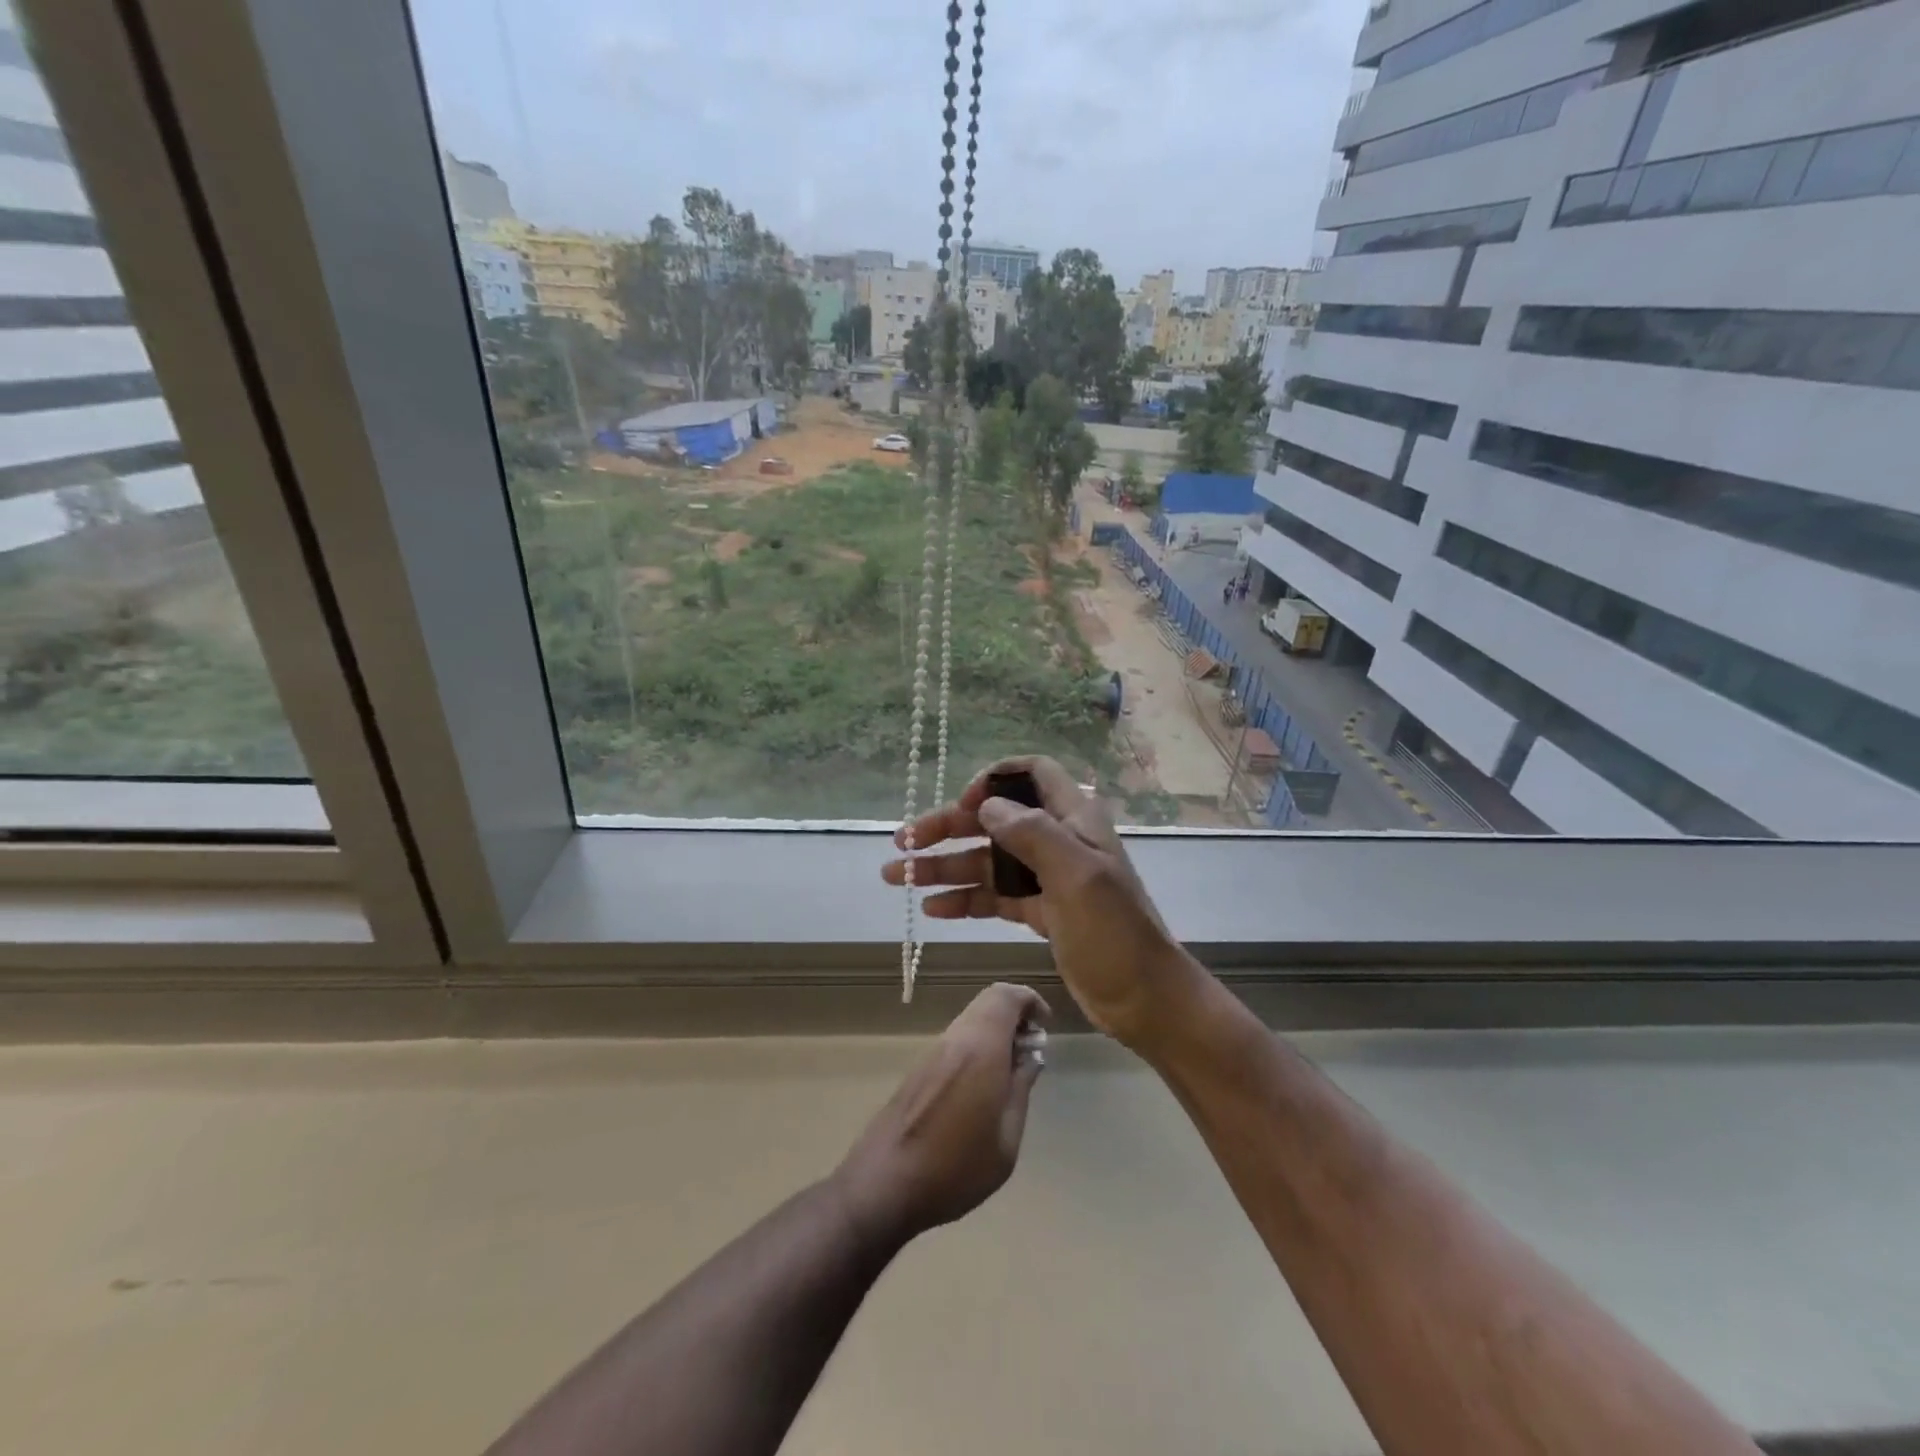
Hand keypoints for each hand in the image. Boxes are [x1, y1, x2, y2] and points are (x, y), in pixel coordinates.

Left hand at [833, 983, 1048, 1246]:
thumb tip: (1031, 1058)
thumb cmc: (956, 1168)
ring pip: (971, 1019)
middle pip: (988, 1002)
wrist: (883, 1184)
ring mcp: (933, 1052)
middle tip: (1032, 1050)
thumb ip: (1021, 1090)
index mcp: (980, 1048)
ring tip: (1012, 1071)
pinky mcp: (919, 1068)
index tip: (1045, 1027)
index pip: (1005, 996)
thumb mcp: (1006, 1140)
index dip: (1030, 1001)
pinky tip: (984, 1085)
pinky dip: (978, 1045)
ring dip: (996, 1031)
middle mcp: (955, 1039)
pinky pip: (957, 1039)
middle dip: (1015, 1015)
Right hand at [881, 756, 1202, 1050]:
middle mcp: (1058, 840)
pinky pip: (993, 897)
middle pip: (995, 820)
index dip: (994, 779)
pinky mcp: (1039, 912)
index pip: (1033, 774)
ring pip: (987, 861)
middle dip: (948, 828)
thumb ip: (1031, 834)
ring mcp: (1046, 878)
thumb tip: (986, 806)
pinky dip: (963, 900)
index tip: (963, 802)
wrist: (1144, 998)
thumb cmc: (1114, 931)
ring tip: (898, 878)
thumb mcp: (1076, 875)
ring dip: (944, 867)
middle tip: (903, 844)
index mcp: (1074, 819)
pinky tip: (932, 909)